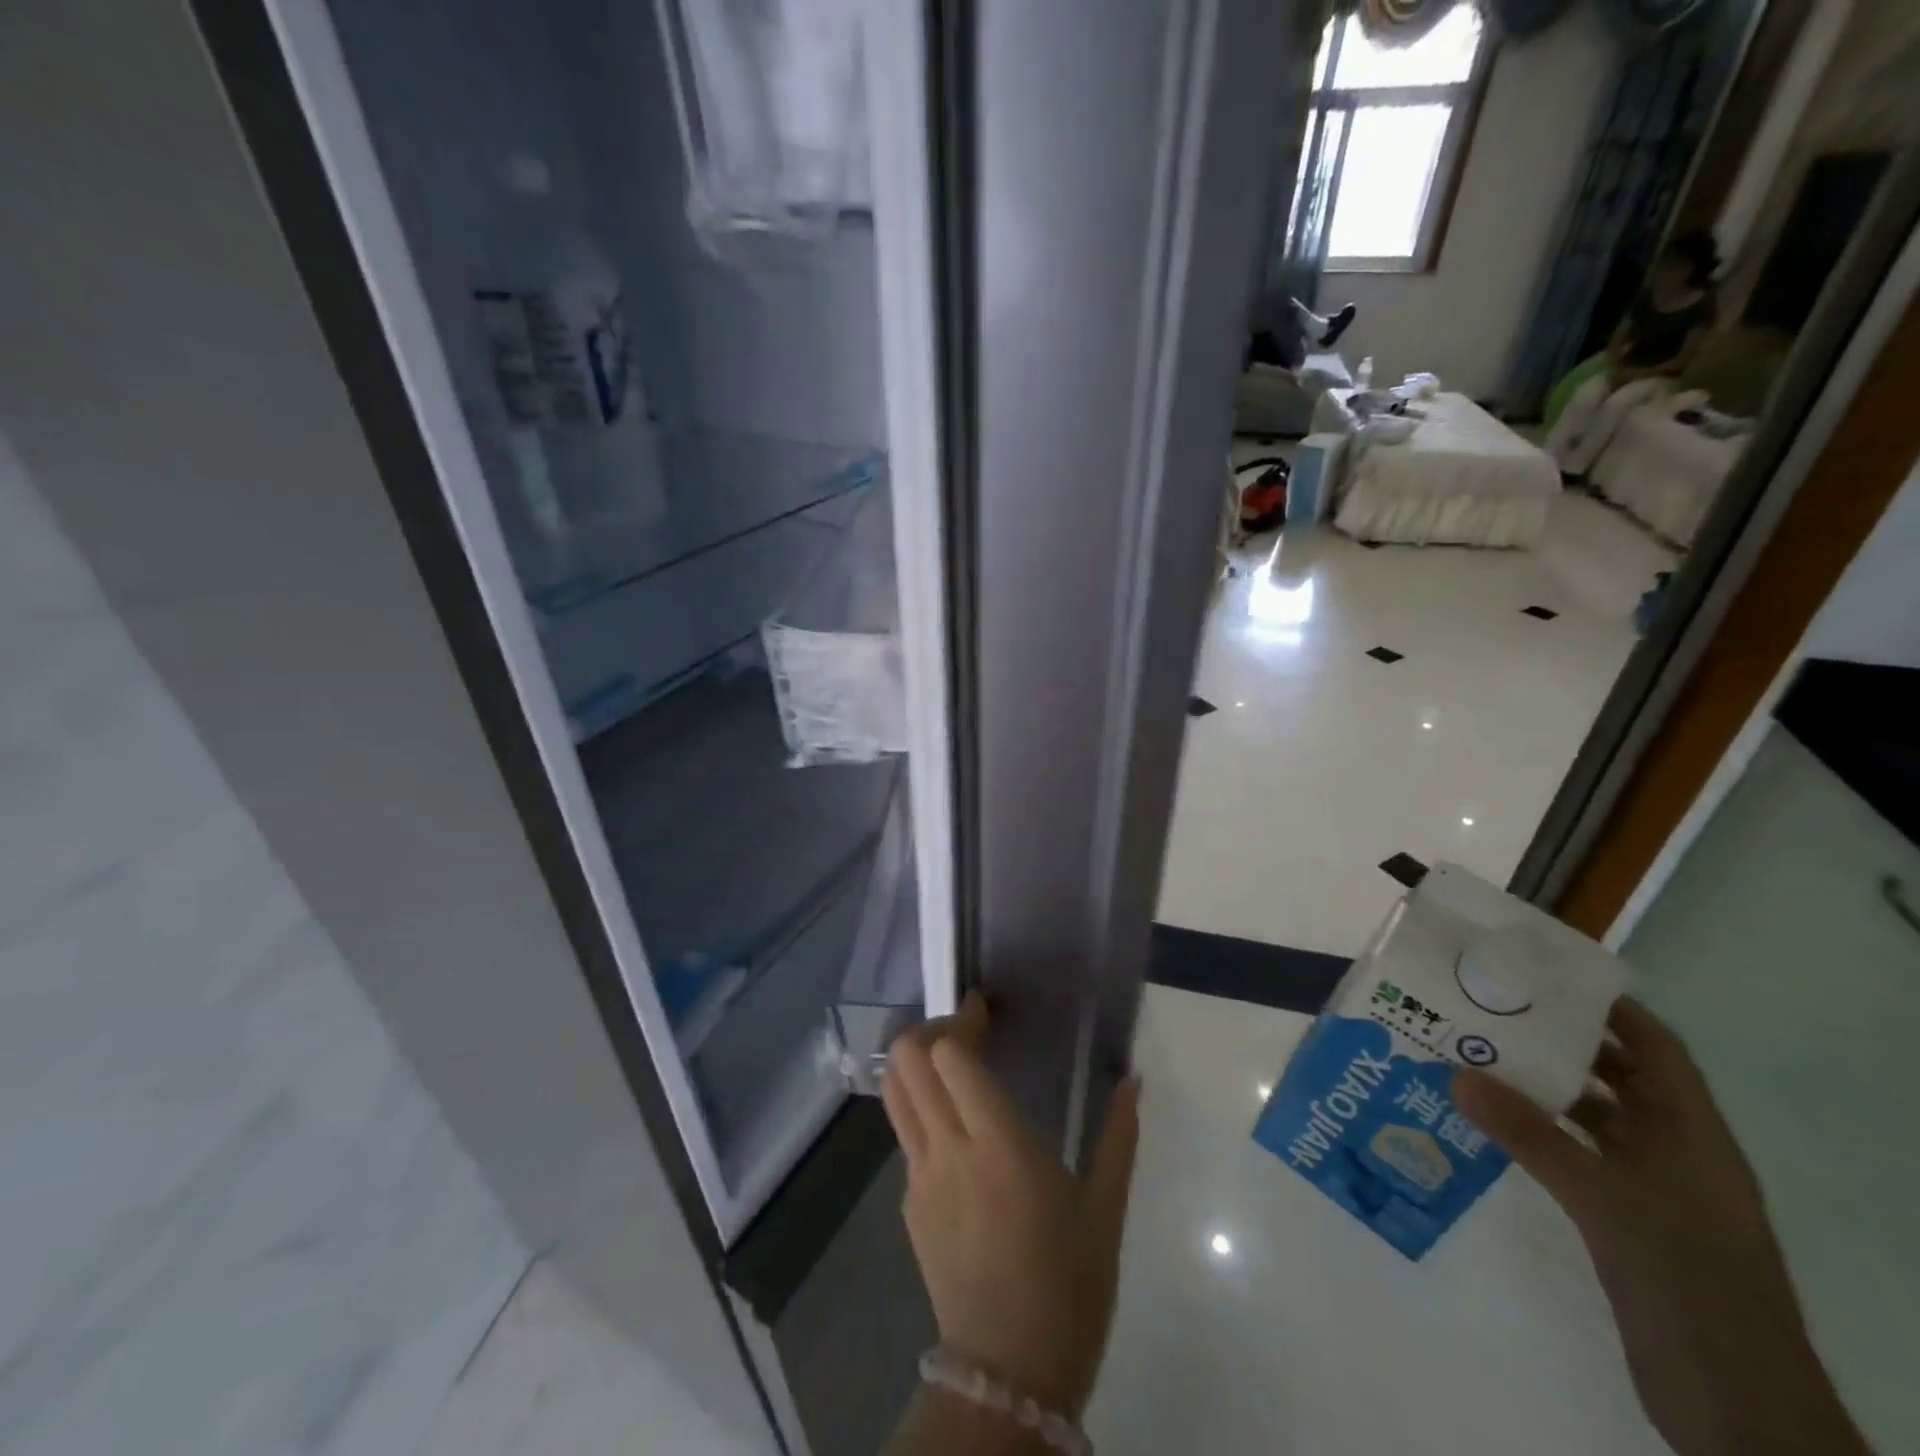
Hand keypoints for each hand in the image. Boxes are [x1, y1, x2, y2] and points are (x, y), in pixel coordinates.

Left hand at [881, 993, 1139, 1418]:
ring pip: (894, 1091)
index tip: (984, 1011)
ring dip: (914, 1063)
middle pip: (908, 1060)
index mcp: (999, 1143)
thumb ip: (1119, 1136)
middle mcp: (949, 1148)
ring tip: (950, 1065)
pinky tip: (954, 1127)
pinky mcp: (908, 1203)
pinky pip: (904, 1134)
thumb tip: (1134, 1079)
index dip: (962, 1020)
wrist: (1009, 1375)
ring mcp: (919, 1176)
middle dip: (930, 1030)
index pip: (949, 1055)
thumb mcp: (1105, 1210)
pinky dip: (919, 1107)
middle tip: (966, 1033)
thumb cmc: (1069, 1286)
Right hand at [1454, 999, 1868, 1455]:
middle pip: (1621, 1078)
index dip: (1612, 1009)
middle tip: (1494, 1012)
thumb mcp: (1602, 1199)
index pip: (1657, 1049)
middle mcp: (1676, 1152)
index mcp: (1692, 1135)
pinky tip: (1493, 1126)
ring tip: (1478, 1060)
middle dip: (1564, 1043)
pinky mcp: (1628, 1220)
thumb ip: (1528, 1134)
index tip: (1550, 977)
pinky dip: (1541, 1134)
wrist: (1734, 1401)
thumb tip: (1454, 1073)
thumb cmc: (1684, 1276)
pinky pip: (1580, 1157)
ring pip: (1596, 1119)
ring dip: (1546, 1090)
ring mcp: (1654, 1190)